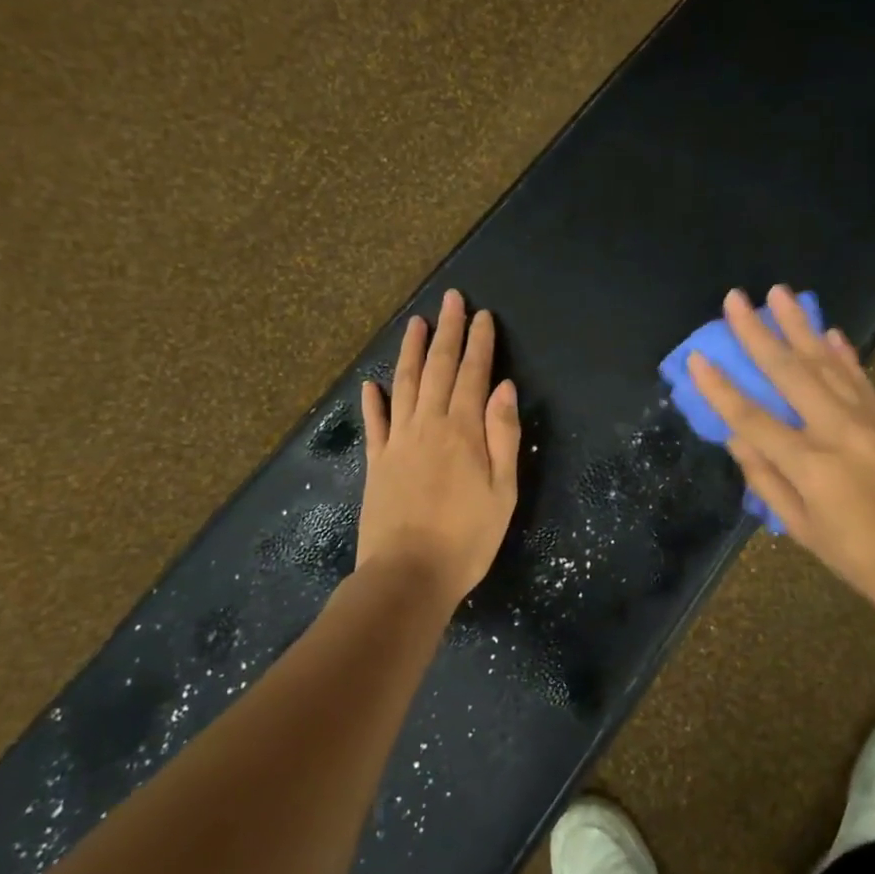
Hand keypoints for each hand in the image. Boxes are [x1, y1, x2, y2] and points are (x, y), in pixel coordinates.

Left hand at [357, 290, 520, 608]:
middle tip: (450, 299)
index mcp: (462, 430)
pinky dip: (373, 401)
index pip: (474, 375)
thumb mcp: (503, 490)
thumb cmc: (468, 537)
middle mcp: (428, 425)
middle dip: (447, 332)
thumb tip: (504, 387)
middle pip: (438, 368)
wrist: (408, 574)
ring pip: (403, 384)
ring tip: (415, 323)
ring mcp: (398, 442)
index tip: (482, 315)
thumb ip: (502, 435)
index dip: (479, 343)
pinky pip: (374, 423)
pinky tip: (370, 384)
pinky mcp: (377, 463)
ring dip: (410, 351)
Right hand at [687, 285, 874, 622]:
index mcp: (810, 465)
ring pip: (827, 363)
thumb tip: (736, 438)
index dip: (720, 388)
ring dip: (800, 326)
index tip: (697, 357)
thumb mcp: (802, 529)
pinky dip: (843, 352)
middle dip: (758, 333)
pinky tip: (828, 330)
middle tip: (736, 298)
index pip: (752, 418)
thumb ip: (766, 481)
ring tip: (779, 293)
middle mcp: (838, 431)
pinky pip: (861, 378)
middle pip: (790, 373)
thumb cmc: (860, 558)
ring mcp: (869, 421)